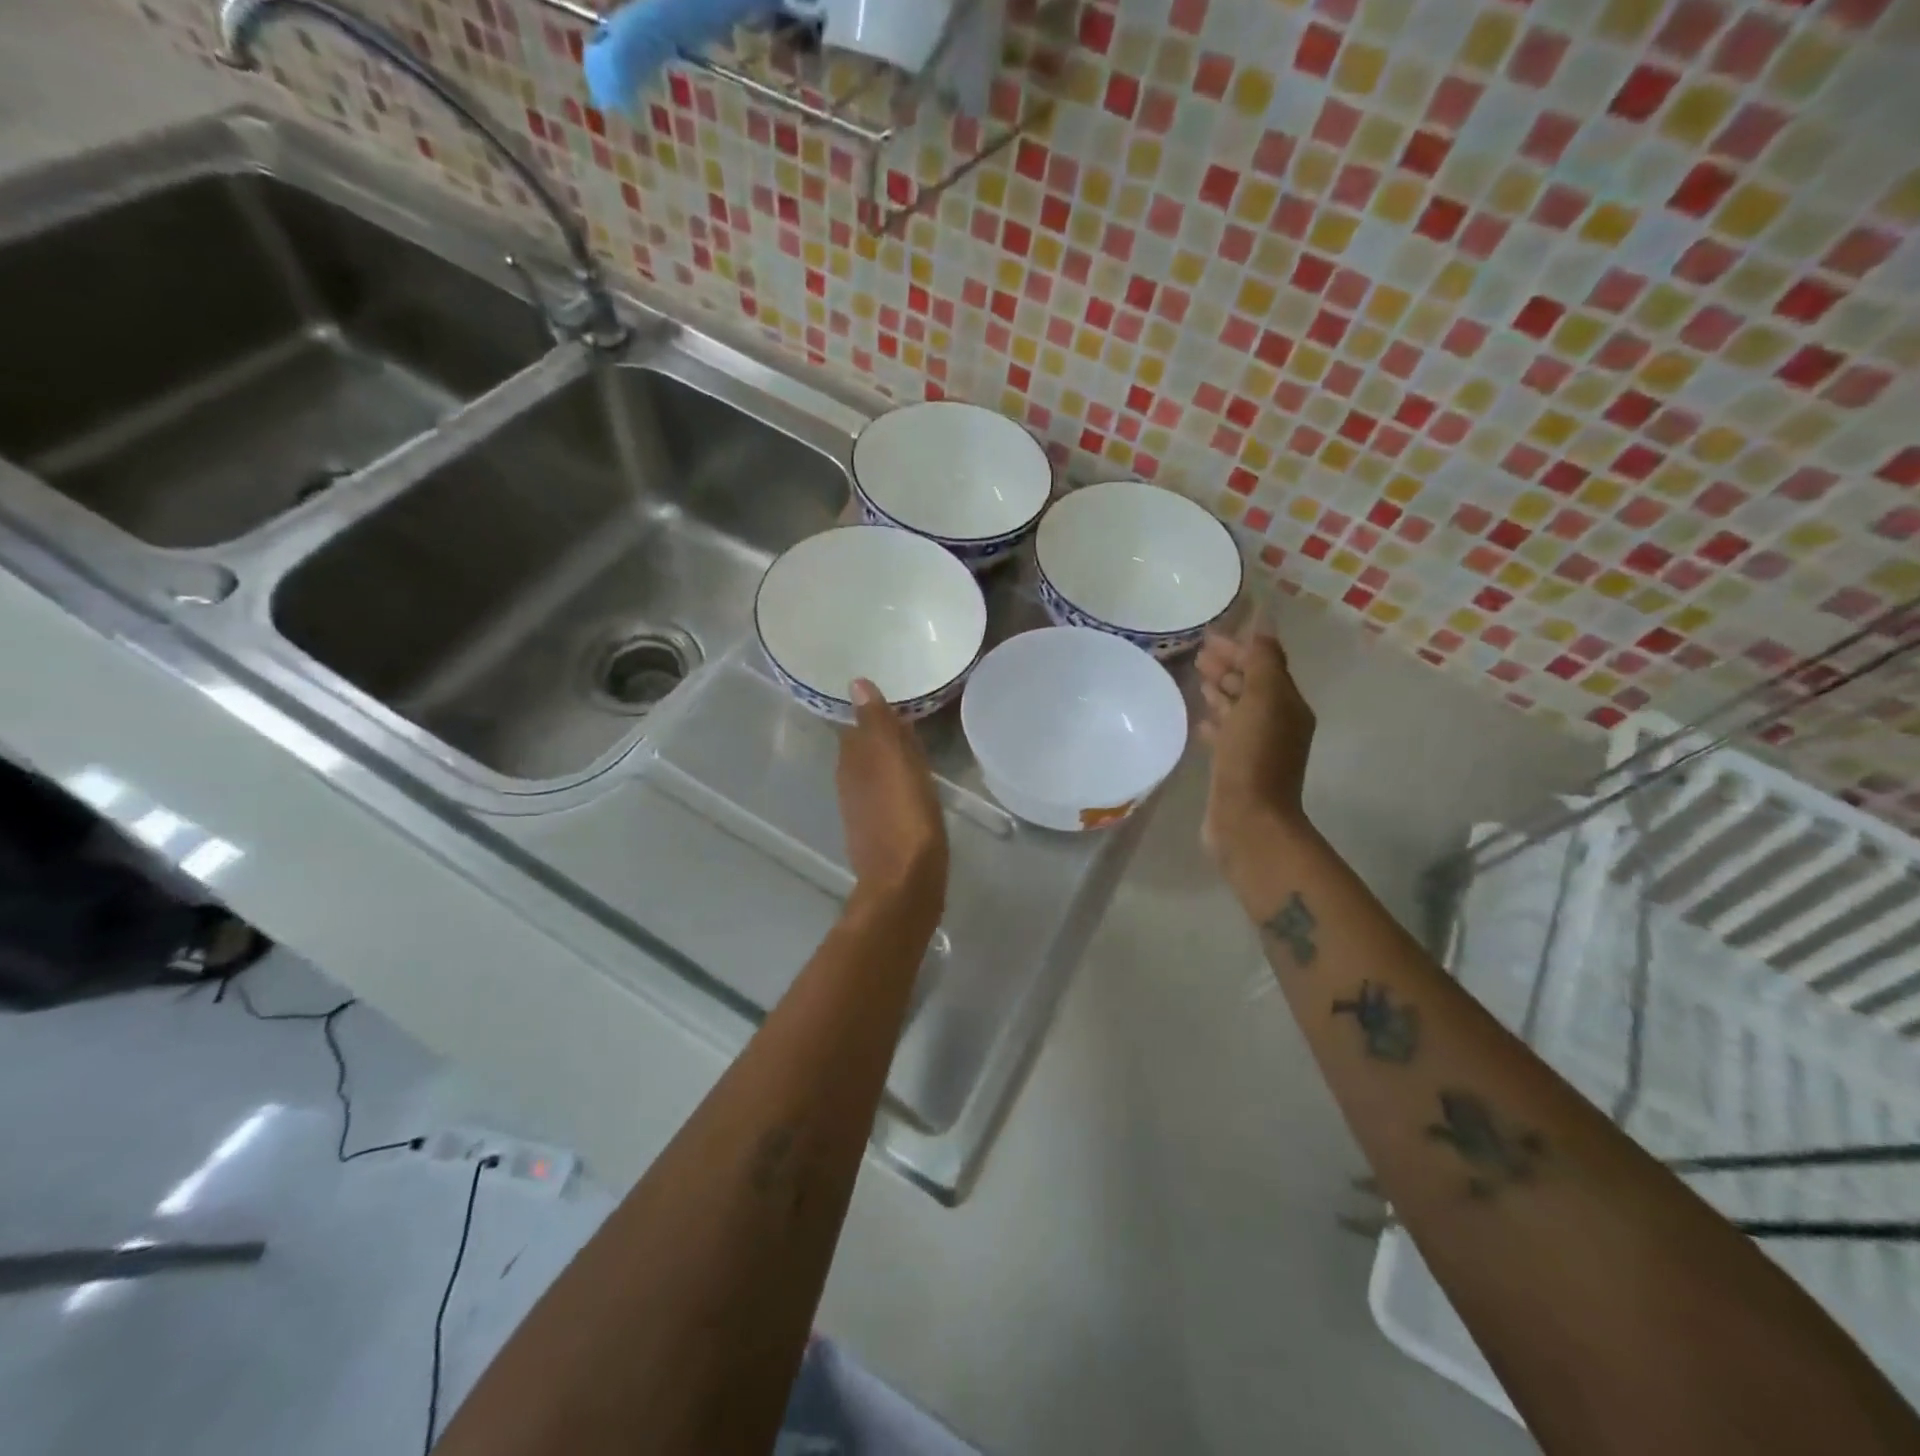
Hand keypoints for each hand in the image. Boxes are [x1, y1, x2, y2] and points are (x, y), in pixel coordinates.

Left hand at [837, 680, 948, 904]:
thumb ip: (877, 723)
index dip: (875, 715)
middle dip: (882, 736)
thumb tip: (857, 684)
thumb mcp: (894, 762)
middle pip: (865, 750)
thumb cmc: (905, 816)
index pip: (858, 726)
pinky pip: (886, 796)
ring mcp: (863, 811)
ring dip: (890, 761)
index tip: (897, 702)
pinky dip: (897, 785)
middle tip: (911, 721)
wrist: (905, 883)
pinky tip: (914, 788)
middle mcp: (851, 784)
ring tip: (917, 751)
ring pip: (875, 774)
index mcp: (853, 762)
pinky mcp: (878, 833)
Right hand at [1196, 627, 1315, 864]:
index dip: (1239, 648)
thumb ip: (1262, 661)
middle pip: (1251, 685)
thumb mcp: (1262, 701)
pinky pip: (1225, 735)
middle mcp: (1276, 723)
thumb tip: (1263, 625)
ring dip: (1220, 691)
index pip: (1264, 664)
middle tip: (1197, 656)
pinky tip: (1198, 720)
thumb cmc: (1254, 757)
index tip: (1207, 636)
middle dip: (1228, 667)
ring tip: (1196, 680)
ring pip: (1237, 709)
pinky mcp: (1235, 768)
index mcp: (1287, 705)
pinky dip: (1214, 722)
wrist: (1248, 821)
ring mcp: (1256, 747)